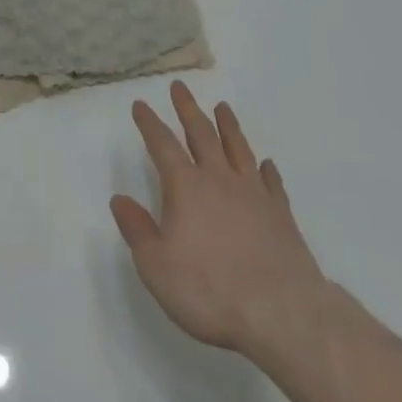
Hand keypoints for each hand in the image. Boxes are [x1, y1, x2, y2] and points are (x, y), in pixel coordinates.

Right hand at [111, 81, 331, 365]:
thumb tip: (119, 199)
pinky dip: (267, 169)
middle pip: (201, 134)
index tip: (141, 105)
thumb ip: (137, 230)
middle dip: (188, 109)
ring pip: (238, 149)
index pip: (162, 144)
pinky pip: (272, 183)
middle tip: (180, 87)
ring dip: (228, 126)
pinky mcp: (282, 215)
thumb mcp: (157, 266)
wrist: (283, 314)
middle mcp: (218, 179)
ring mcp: (254, 194)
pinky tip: (266, 164)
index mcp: (185, 187)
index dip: (149, 123)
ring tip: (222, 107)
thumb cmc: (210, 291)